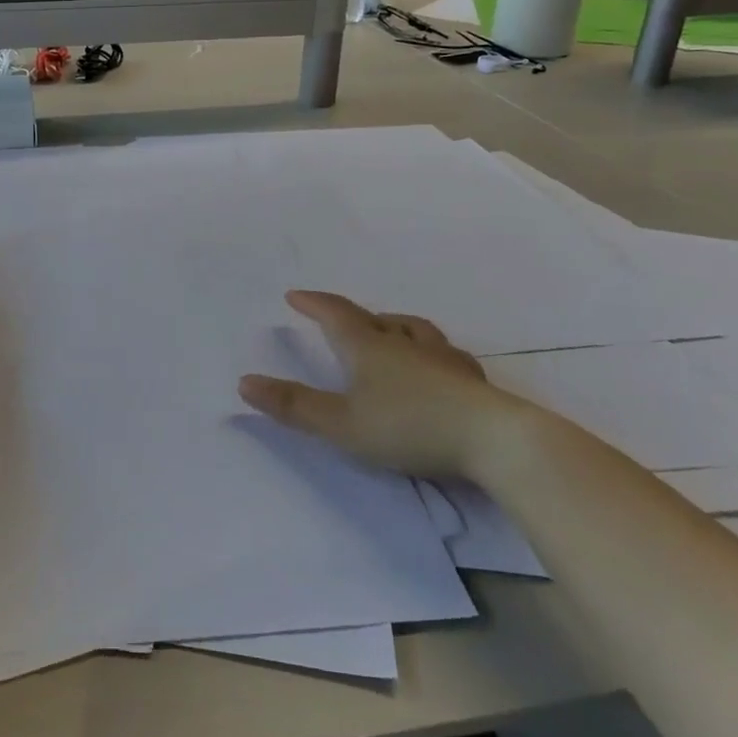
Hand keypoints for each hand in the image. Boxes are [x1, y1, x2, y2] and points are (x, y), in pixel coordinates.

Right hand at [237, 291, 524, 479]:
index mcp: (370, 349)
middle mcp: (406, 344)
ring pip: (413, 329)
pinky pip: (443, 353)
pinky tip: (437, 366)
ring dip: (393, 325)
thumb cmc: (408, 428)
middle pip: (375, 319)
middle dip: (351, 316)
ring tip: (388, 331)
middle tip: (337, 317)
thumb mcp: (341, 424)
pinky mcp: (471, 380)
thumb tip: (244, 381)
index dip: (314, 304)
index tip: (295, 295)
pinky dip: (428, 350)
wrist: (493, 440)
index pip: (336, 316)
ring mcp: (443, 359)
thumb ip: (293, 406)